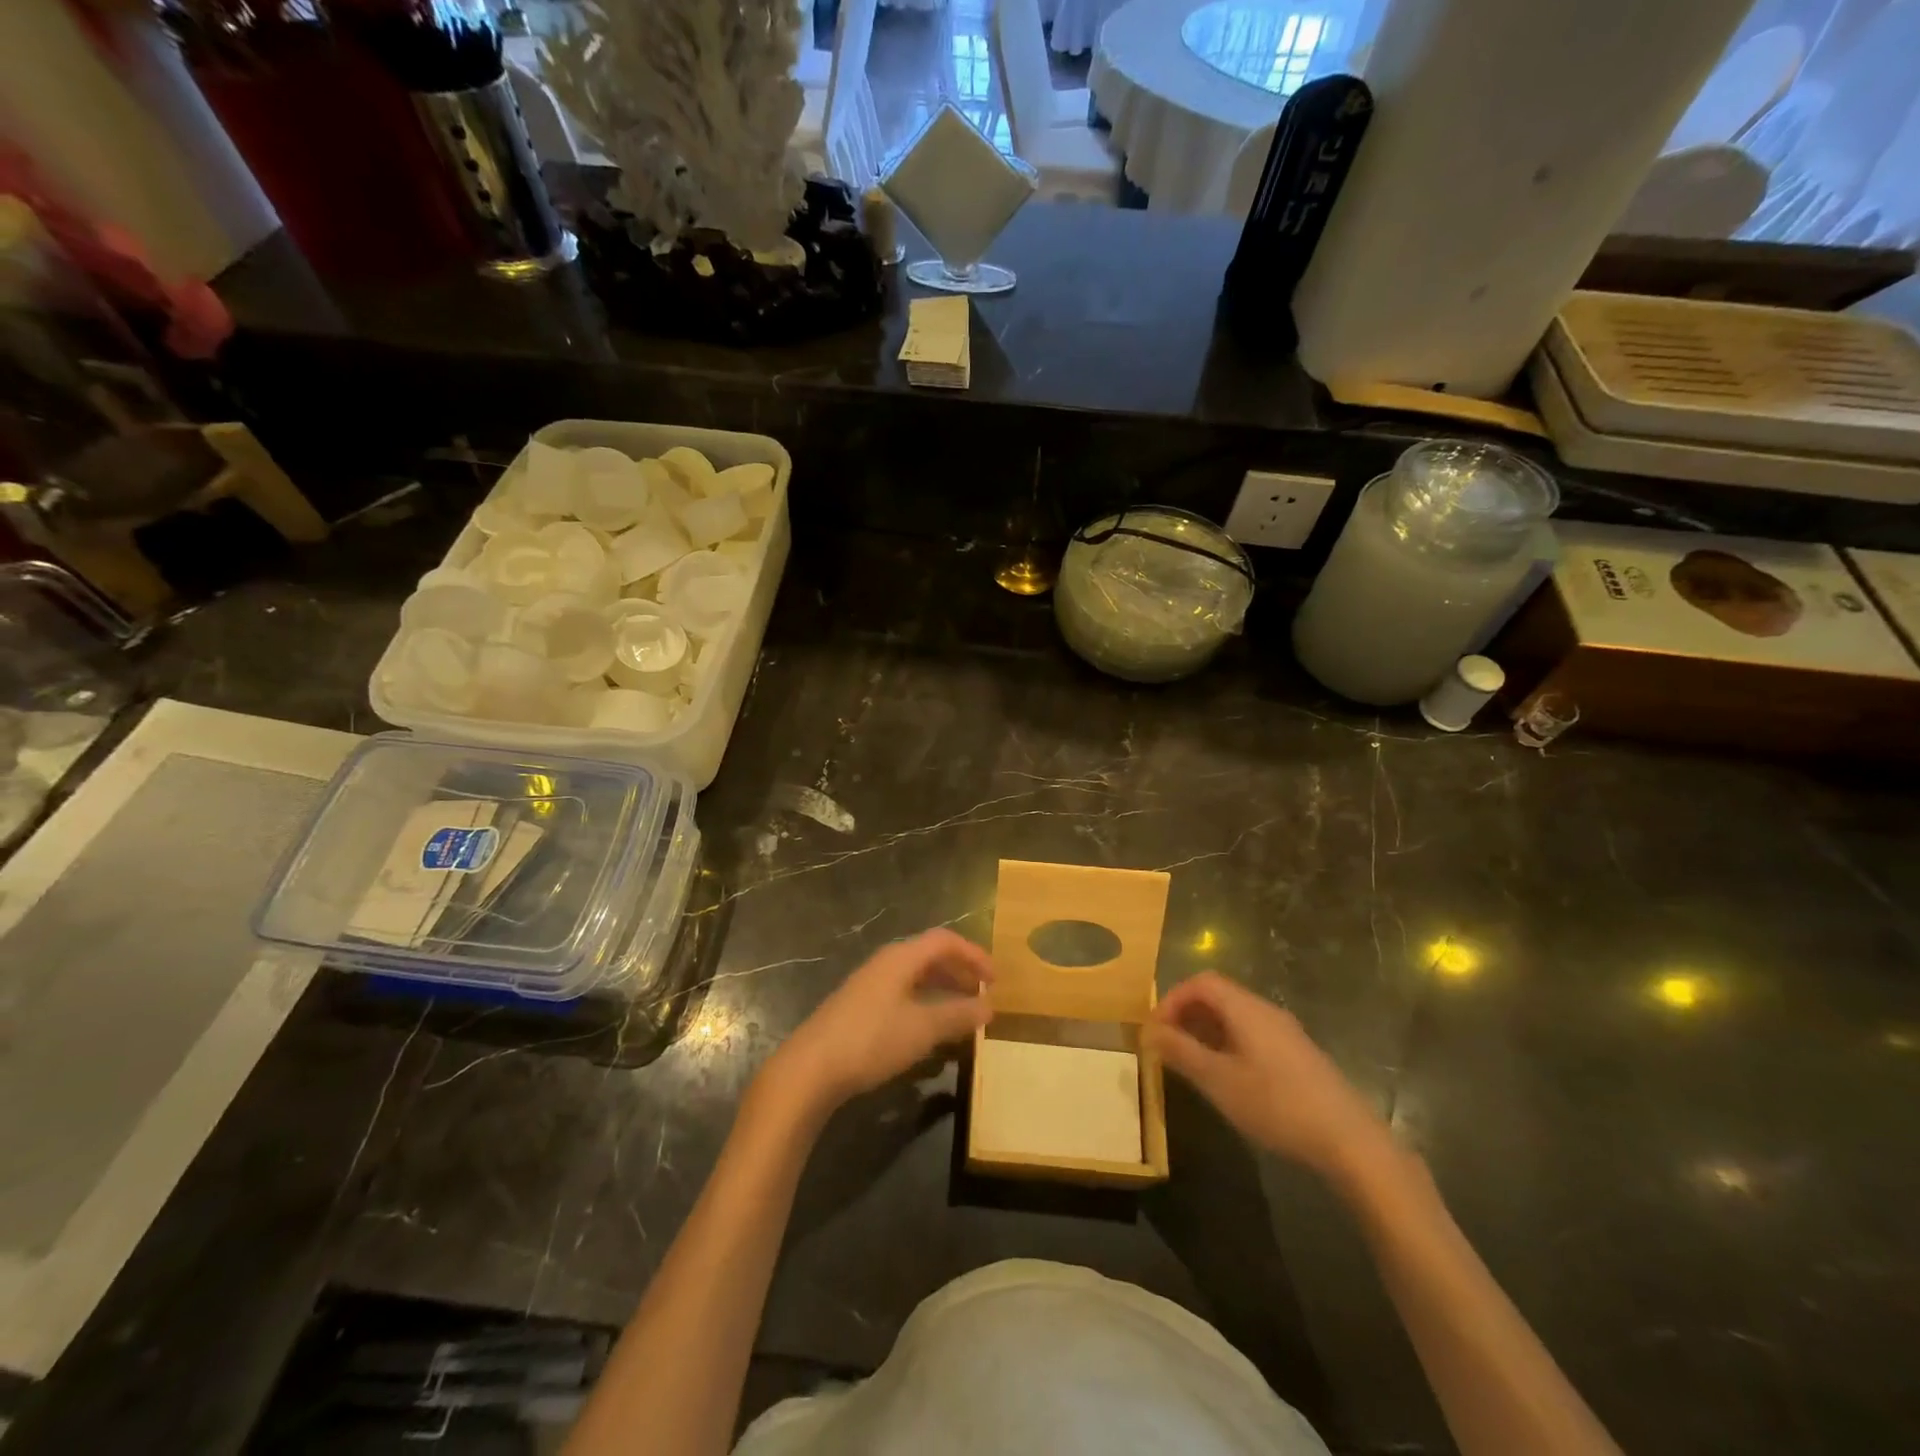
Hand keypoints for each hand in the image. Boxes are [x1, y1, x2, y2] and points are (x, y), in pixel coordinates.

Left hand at [764, 929, 993, 1115]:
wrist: (810, 1068)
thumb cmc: (871, 1040)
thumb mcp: (923, 1028)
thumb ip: (958, 1015)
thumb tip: (989, 1005)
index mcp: (901, 958)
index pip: (945, 941)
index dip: (974, 955)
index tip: (995, 979)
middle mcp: (885, 963)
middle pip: (929, 956)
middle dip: (960, 972)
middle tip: (982, 995)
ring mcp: (869, 985)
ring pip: (915, 977)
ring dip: (943, 990)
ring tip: (962, 1014)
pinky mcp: (859, 1008)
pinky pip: (902, 994)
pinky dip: (924, 1004)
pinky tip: (929, 1031)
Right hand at [1144, 971, 1393, 1185]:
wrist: (1349, 1140)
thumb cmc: (1276, 1105)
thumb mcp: (1219, 1081)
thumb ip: (1181, 1052)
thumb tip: (1150, 1031)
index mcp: (1246, 1009)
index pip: (1201, 983)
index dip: (1172, 999)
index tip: (1156, 1029)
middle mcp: (1266, 1011)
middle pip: (1219, 995)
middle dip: (1187, 1014)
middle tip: (1168, 1045)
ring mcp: (1286, 1033)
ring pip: (1236, 1017)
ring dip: (1207, 1031)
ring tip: (1191, 1063)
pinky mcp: (1298, 1056)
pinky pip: (1253, 1034)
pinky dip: (1228, 1043)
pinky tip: (1228, 1078)